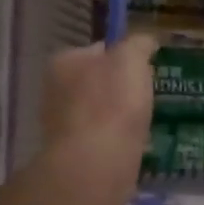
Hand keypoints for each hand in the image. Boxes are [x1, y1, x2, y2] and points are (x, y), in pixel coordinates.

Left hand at [40, 34, 157, 204]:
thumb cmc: (112, 104)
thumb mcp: (131, 60)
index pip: (98, 50)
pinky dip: (117, 140)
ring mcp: (62, 125)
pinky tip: (134, 145)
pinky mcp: (74, 154)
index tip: (146, 69)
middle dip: (120, 89)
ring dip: (119, 117)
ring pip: (100, 112)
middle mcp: (55, 91)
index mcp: (63, 62)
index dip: (124, 56)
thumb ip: (138, 44)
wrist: (96, 164)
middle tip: (148, 97)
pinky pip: (102, 139)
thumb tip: (145, 41)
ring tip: (145, 122)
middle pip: (97, 82)